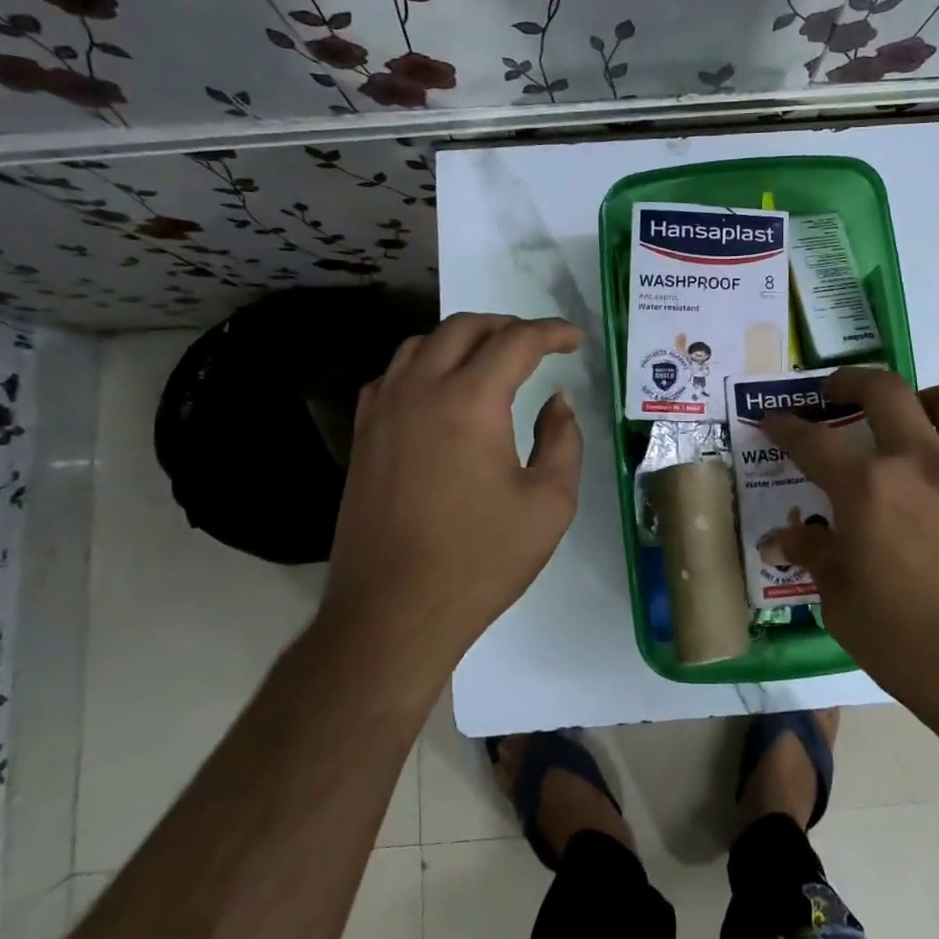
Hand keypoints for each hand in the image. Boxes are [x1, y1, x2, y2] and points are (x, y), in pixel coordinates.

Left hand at [320, 312, 583, 679]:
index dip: (552, 333)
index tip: (575, 339)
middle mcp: (421, 390)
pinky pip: (394, 375)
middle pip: (464, 328)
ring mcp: (383, 410)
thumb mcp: (549, 504)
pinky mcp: (363, 435)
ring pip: (421, 344)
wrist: (394, 611)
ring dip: (463, 339)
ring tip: (491, 359)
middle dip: (507, 326)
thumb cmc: (480, 560)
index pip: (516, 342)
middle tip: (538, 344)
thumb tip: (556, 402)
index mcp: (470, 402)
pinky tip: (441, 390)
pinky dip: (425, 365)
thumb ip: (562, 441)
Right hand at [761, 369, 938, 743]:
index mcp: (870, 490)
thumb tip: (782, 538)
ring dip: (924, 400)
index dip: (784, 427)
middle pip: (884, 389)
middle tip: (836, 394)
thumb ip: (815, 556)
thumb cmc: (913, 650)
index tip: (772, 420)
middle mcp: (923, 462)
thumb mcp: (843, 607)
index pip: (812, 442)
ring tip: (913, 422)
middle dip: (849, 382)